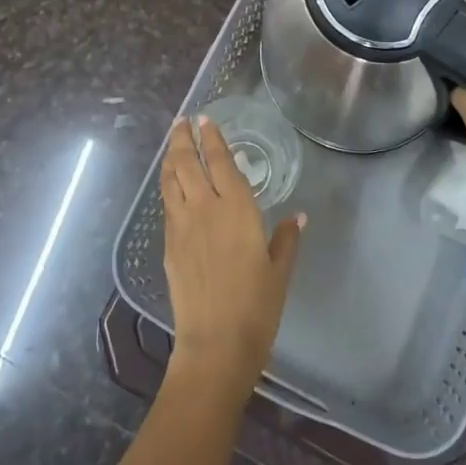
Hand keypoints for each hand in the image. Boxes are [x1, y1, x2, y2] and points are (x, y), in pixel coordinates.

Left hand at [160, 117, 303, 395]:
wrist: (215, 345)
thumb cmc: (256, 308)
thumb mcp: (279, 272)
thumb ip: (286, 239)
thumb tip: (298, 216)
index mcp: (237, 210)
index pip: (221, 162)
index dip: (213, 138)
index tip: (205, 119)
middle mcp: (205, 209)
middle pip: (188, 163)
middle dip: (184, 139)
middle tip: (182, 121)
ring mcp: (182, 227)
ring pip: (171, 181)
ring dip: (171, 158)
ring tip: (173, 143)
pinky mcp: (168, 246)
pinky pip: (167, 205)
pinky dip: (168, 186)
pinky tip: (172, 186)